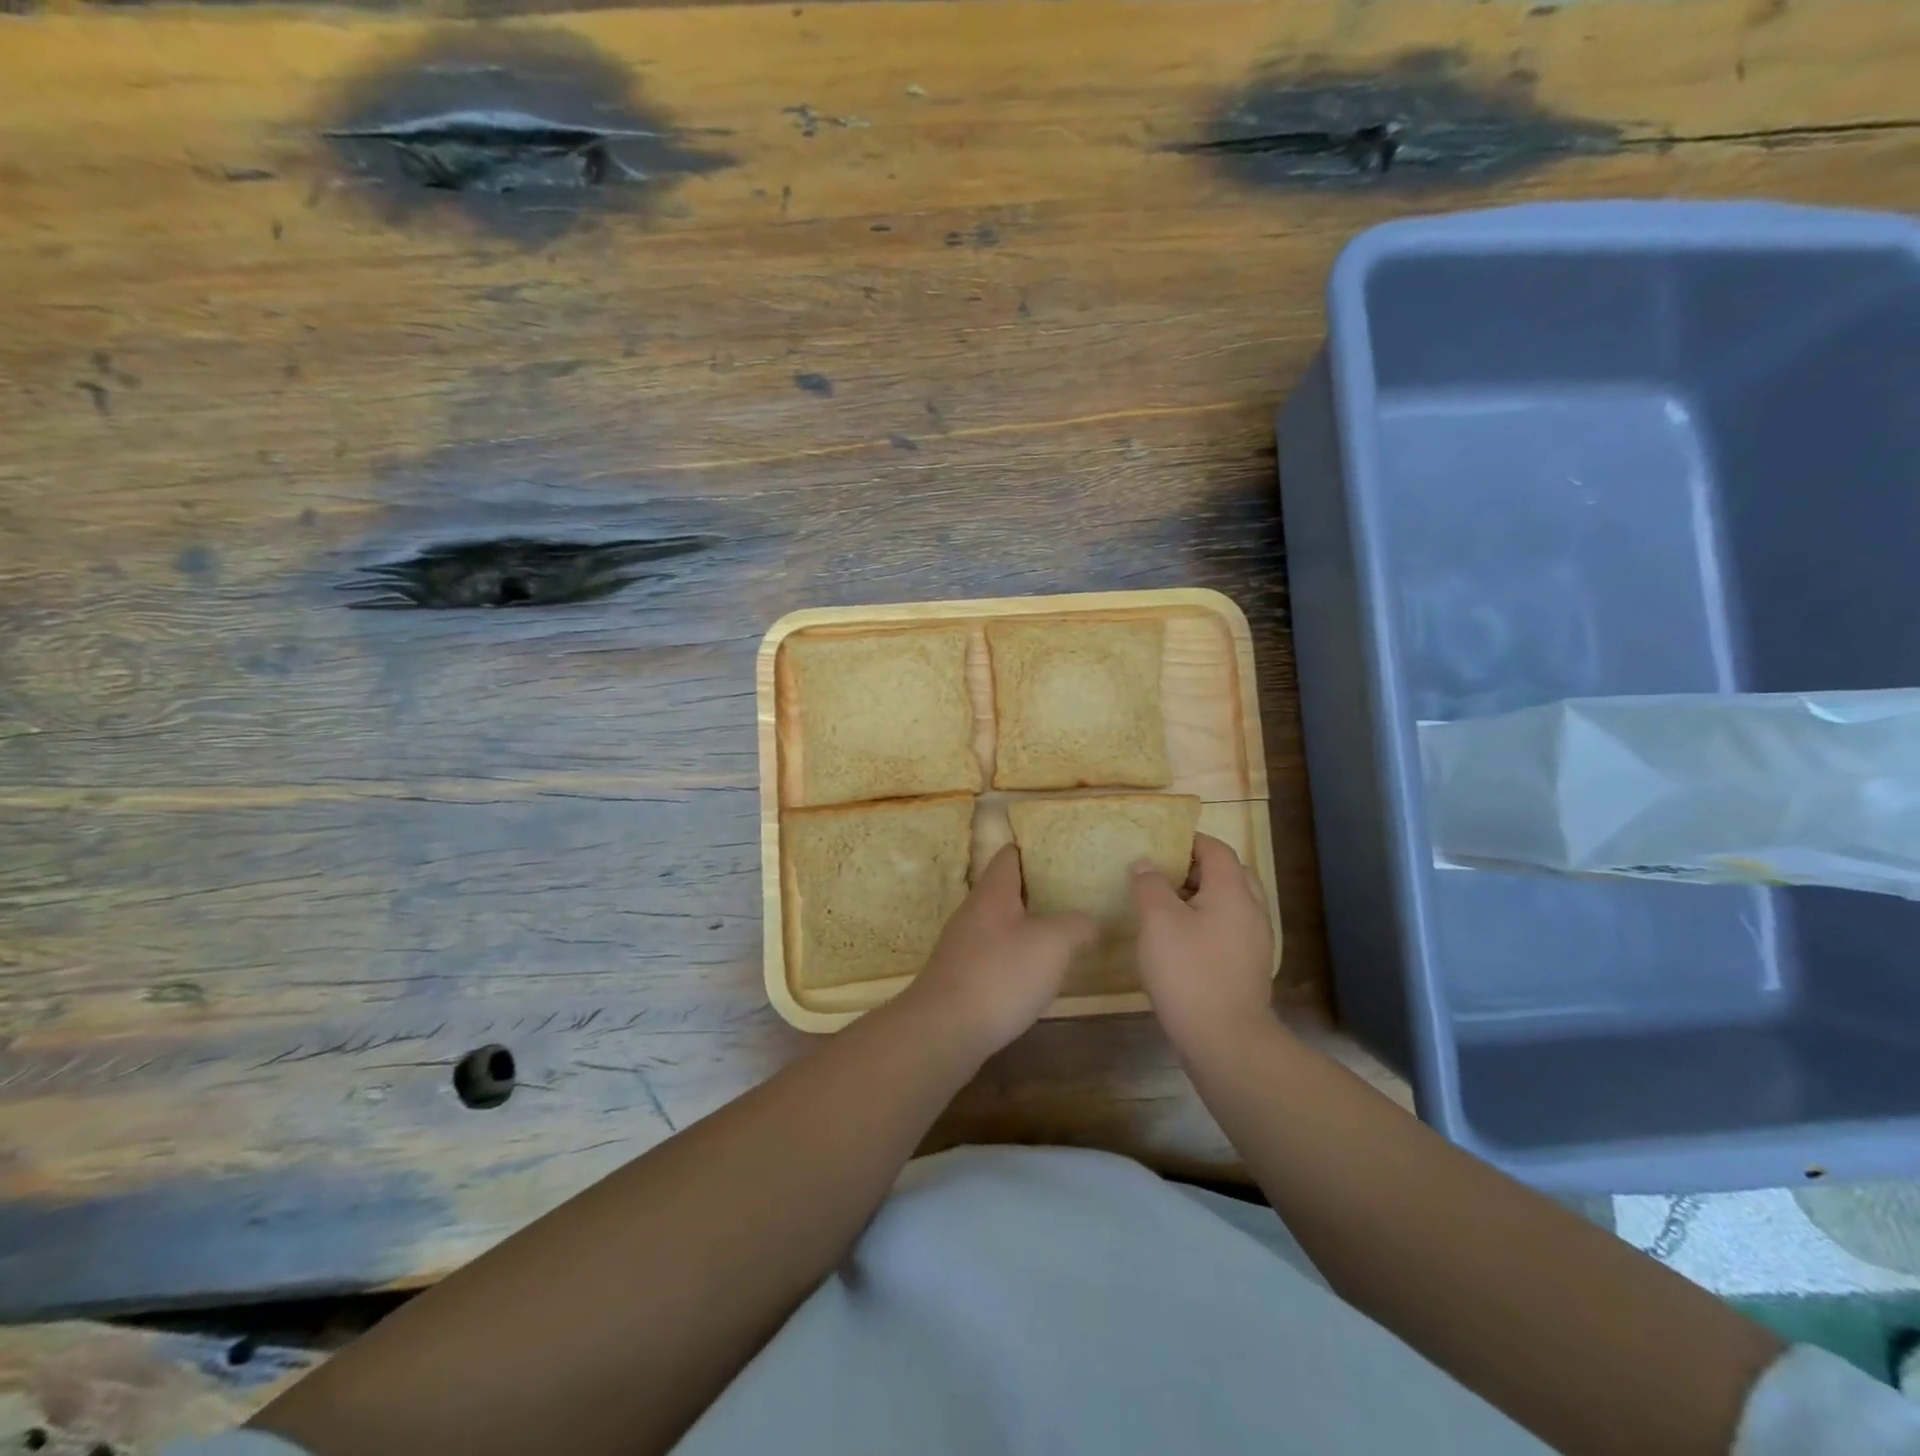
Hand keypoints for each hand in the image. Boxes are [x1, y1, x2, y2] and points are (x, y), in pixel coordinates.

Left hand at [899, 845, 1097, 1056]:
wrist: (944, 1029)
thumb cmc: (1000, 974)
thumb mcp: (1053, 944)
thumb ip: (1076, 925)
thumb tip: (1088, 922)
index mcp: (992, 892)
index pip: (1009, 856)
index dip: (1032, 850)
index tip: (1059, 853)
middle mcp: (972, 912)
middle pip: (1004, 890)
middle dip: (1035, 891)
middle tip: (1071, 896)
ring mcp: (962, 945)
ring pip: (999, 924)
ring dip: (1025, 926)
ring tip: (1060, 934)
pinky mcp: (959, 977)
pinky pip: (992, 955)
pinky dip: (1014, 957)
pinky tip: (1033, 975)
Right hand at [1132, 834, 1276, 1056]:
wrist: (1226, 1040)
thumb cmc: (1188, 971)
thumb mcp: (1157, 921)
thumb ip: (1150, 885)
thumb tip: (1146, 863)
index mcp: (1232, 891)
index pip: (1216, 849)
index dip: (1188, 841)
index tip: (1158, 844)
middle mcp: (1251, 910)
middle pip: (1228, 874)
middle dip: (1195, 868)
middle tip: (1161, 874)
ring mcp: (1254, 941)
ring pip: (1230, 903)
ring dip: (1200, 897)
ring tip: (1165, 907)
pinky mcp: (1248, 967)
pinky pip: (1229, 929)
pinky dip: (1207, 922)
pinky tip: (1180, 941)